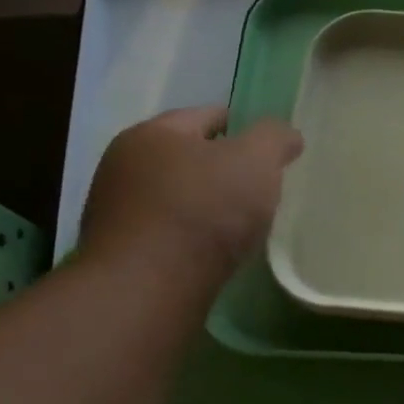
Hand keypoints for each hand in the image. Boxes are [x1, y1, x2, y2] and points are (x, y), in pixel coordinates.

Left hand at [81, 107, 302, 288]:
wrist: (150, 287)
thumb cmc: (204, 211)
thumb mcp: (255, 161)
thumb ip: (274, 139)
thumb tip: (286, 135)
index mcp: (153, 134)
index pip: (206, 116)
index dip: (242, 126)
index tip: (270, 148)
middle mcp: (125, 166)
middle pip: (188, 157)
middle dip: (222, 168)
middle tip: (260, 187)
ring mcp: (118, 213)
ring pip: (176, 197)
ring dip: (206, 206)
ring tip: (242, 224)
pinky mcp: (123, 254)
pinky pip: (168, 234)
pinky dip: (193, 236)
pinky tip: (215, 251)